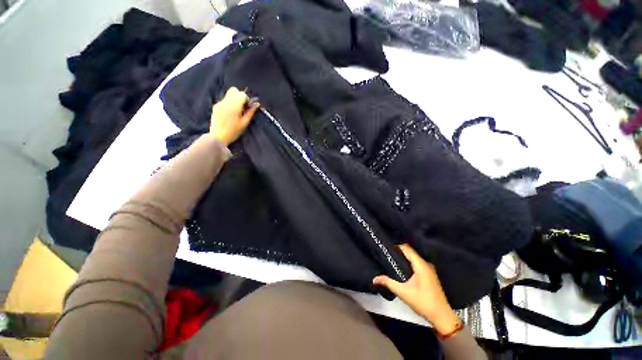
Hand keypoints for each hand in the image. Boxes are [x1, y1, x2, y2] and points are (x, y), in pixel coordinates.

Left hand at [209, 87, 259, 144]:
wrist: (217, 136)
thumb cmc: (233, 131)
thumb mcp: (244, 123)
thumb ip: (250, 112)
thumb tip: (257, 104)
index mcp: (234, 105)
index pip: (242, 94)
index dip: (247, 99)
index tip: (248, 107)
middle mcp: (226, 101)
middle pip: (234, 90)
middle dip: (240, 96)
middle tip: (243, 107)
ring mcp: (219, 103)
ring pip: (228, 94)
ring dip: (234, 99)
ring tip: (236, 111)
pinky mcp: (216, 106)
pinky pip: (224, 100)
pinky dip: (229, 103)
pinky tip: (230, 113)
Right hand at [373, 244, 460, 335]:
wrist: (442, 316)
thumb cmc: (423, 302)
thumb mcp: (403, 292)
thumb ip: (388, 283)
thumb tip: (374, 279)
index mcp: (421, 265)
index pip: (407, 248)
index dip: (396, 247)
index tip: (386, 249)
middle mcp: (426, 264)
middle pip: (410, 252)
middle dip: (398, 252)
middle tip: (387, 255)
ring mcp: (429, 270)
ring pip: (414, 258)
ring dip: (404, 258)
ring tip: (392, 261)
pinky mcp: (430, 275)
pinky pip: (417, 264)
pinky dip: (409, 263)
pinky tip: (402, 269)